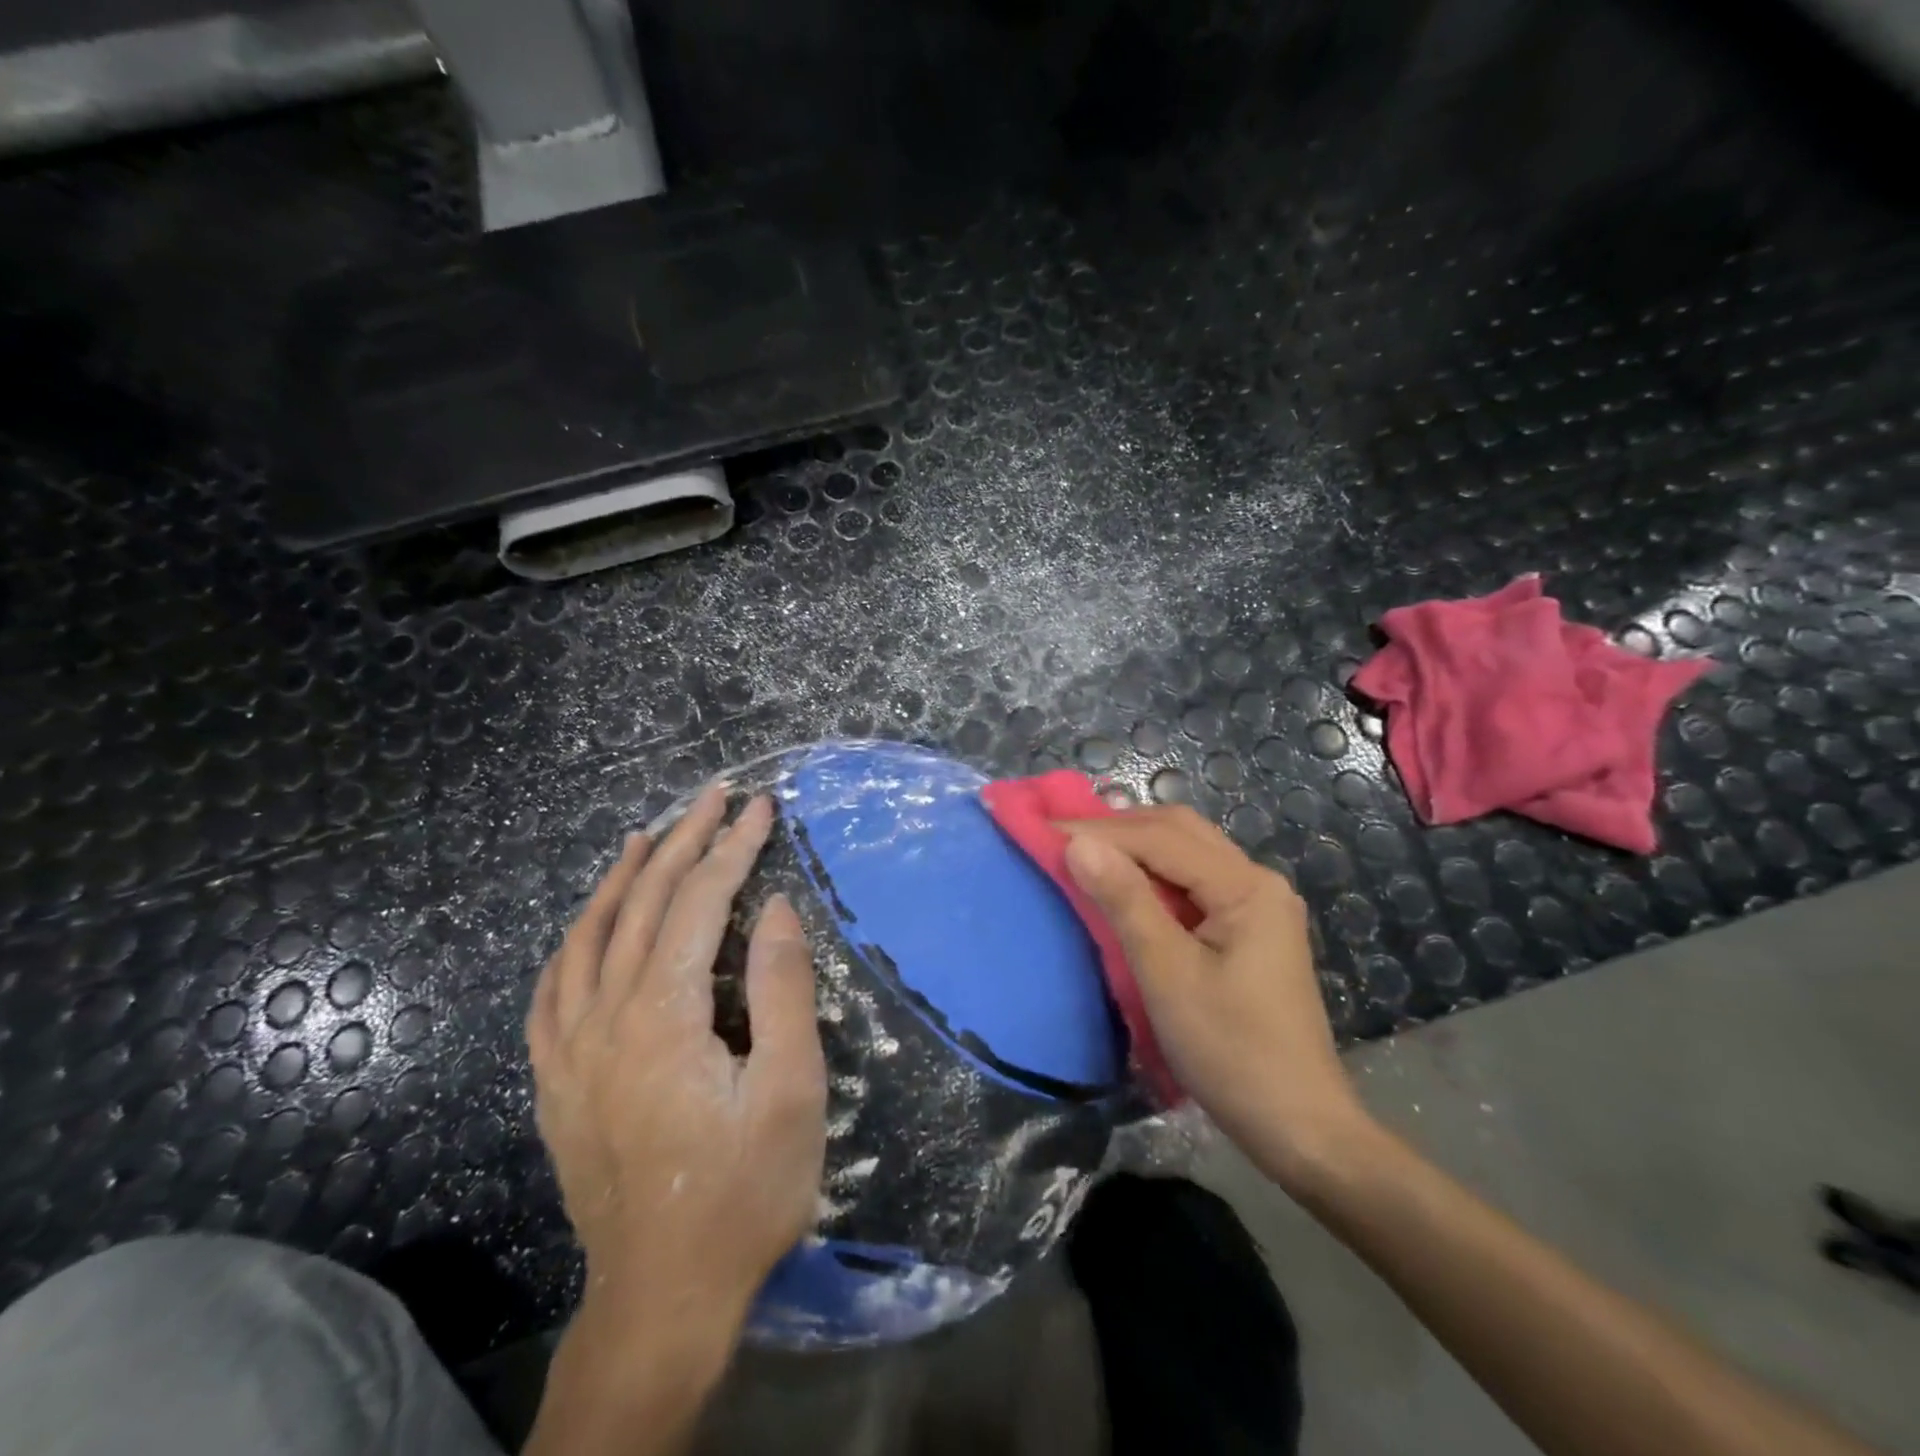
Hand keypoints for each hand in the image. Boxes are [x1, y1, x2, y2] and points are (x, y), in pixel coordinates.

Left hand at [526, 783, 827, 1350]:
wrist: (663, 1298)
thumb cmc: (745, 1192)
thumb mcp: (790, 1091)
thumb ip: (783, 991)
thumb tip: (775, 908)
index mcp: (663, 1016)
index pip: (699, 903)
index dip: (733, 848)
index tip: (761, 807)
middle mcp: (605, 1019)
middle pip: (643, 904)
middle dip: (683, 841)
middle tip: (715, 796)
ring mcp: (570, 1051)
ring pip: (589, 937)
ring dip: (622, 877)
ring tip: (647, 834)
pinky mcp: (557, 1082)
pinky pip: (552, 991)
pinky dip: (573, 942)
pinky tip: (586, 926)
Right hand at [1061, 806, 1368, 1192]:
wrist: (1299, 1127)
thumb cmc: (1231, 1052)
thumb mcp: (1167, 974)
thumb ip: (1125, 901)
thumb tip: (1078, 844)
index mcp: (1246, 886)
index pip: (1161, 838)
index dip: (1099, 830)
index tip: (1044, 829)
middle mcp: (1257, 881)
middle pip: (1180, 832)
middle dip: (1118, 829)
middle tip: (1062, 837)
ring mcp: (1257, 905)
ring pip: (1187, 854)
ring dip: (1135, 848)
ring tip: (1084, 853)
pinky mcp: (1249, 929)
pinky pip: (1193, 883)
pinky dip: (1153, 876)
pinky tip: (1124, 886)